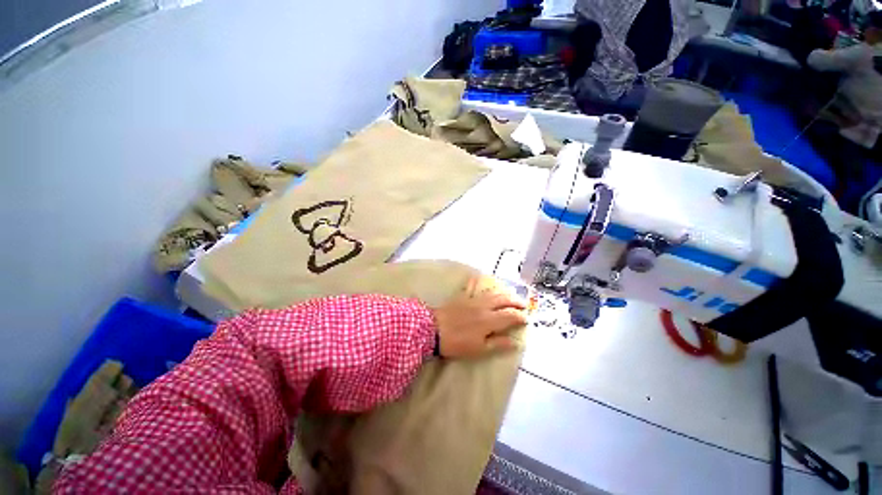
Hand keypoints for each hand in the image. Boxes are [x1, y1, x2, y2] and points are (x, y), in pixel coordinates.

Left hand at [433, 276, 527, 358]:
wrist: (433, 329)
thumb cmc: (457, 343)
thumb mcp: (479, 349)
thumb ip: (498, 344)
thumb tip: (515, 342)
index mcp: (489, 320)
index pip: (510, 315)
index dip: (520, 317)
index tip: (526, 319)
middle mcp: (484, 307)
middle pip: (503, 300)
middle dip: (515, 301)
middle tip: (523, 304)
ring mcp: (473, 300)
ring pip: (492, 293)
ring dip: (503, 293)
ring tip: (510, 295)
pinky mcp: (463, 297)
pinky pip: (477, 289)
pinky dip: (485, 288)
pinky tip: (486, 287)